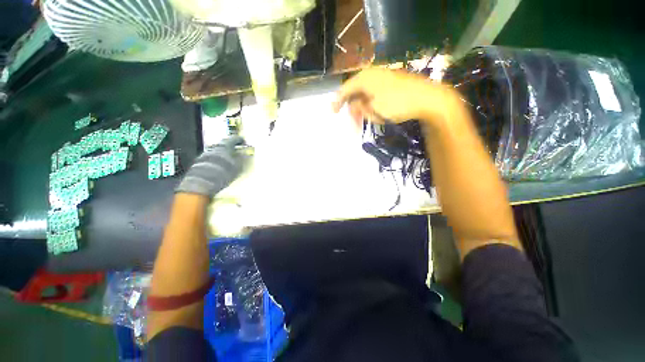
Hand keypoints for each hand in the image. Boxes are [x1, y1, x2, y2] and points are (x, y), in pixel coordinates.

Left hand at [176, 136, 245, 196]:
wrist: (204, 181)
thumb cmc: (225, 171)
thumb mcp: (238, 166)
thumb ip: (241, 158)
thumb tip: (245, 154)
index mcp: (225, 145)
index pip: (233, 139)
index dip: (239, 140)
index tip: (243, 141)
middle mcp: (214, 147)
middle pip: (223, 143)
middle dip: (229, 145)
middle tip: (235, 148)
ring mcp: (205, 153)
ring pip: (216, 150)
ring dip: (222, 152)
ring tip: (228, 157)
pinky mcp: (199, 161)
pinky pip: (211, 157)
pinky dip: (216, 159)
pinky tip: (219, 164)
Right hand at [332, 68, 453, 124]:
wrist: (428, 99)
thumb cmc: (398, 104)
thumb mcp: (374, 110)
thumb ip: (359, 108)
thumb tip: (354, 106)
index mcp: (365, 78)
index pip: (345, 89)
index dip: (337, 101)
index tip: (332, 112)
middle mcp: (372, 74)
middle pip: (355, 93)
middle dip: (353, 110)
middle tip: (354, 124)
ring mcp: (383, 77)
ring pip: (366, 94)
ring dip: (364, 109)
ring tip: (369, 121)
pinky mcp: (392, 82)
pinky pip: (375, 94)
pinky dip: (372, 105)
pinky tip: (377, 113)